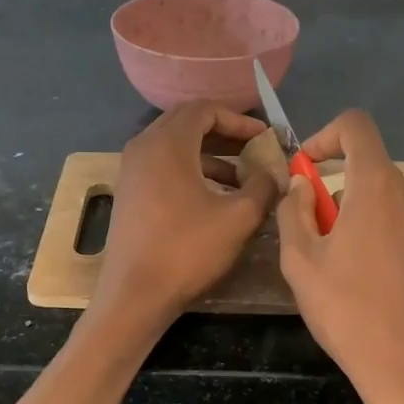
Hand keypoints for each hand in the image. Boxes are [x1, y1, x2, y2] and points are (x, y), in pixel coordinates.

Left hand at [95, 101, 280, 330]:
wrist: (135, 294)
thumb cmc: (187, 250)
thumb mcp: (238, 218)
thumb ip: (263, 187)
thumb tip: (274, 173)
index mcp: (167, 143)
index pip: (204, 109)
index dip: (239, 120)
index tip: (264, 137)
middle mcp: (144, 147)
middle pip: (187, 123)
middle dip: (224, 134)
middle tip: (254, 150)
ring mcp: (132, 171)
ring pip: (176, 147)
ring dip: (210, 156)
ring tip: (242, 179)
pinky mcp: (130, 193)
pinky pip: (164, 167)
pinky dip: (191, 172)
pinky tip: (215, 197)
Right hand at [276, 111, 403, 403]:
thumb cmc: (348, 312)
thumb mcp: (300, 262)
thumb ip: (294, 210)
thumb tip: (302, 184)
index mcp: (378, 186)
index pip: (356, 126)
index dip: (327, 137)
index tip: (311, 169)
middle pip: (379, 170)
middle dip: (351, 192)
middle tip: (333, 235)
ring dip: (383, 215)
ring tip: (368, 262)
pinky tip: (400, 280)